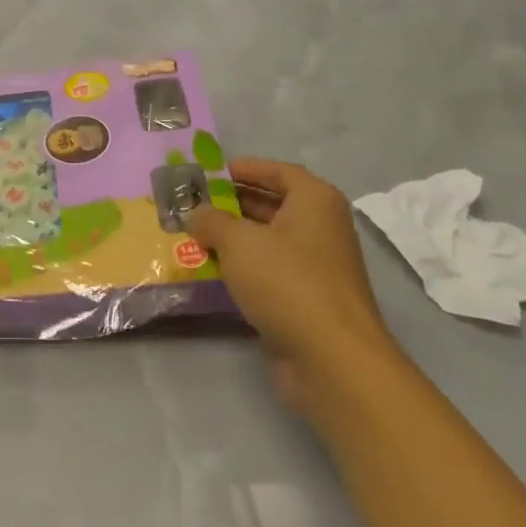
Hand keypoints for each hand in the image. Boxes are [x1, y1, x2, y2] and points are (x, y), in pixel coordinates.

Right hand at [181, 159, 399, 413]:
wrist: (331, 358)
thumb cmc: (287, 281)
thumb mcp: (239, 242)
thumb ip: (211, 221)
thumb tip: (196, 213)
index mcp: (315, 201)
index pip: (279, 172)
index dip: (246, 168)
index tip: (211, 173)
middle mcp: (321, 228)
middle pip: (273, 204)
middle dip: (233, 203)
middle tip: (194, 204)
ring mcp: (317, 266)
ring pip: (269, 240)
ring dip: (234, 237)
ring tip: (194, 235)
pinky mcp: (307, 299)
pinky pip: (270, 271)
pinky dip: (244, 267)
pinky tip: (213, 270)